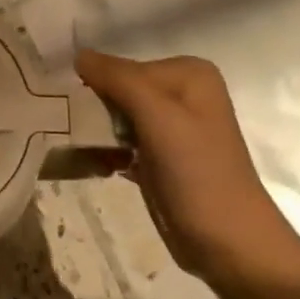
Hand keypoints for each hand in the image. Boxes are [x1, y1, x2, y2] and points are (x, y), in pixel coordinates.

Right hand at [75, 52, 299, 294]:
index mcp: (188, 75)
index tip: (72, 111)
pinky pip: (118, 142)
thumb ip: (119, 80)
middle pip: (116, 91)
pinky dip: (103, 153)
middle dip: (92, 111)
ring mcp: (170, 128)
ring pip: (113, 118)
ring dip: (93, 134)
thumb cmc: (198, 174)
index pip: (120, 67)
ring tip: (81, 152)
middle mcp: (181, 94)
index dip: (94, 87)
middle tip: (72, 132)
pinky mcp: (158, 158)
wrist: (227, 243)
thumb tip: (79, 55)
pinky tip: (96, 167)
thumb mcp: (159, 117)